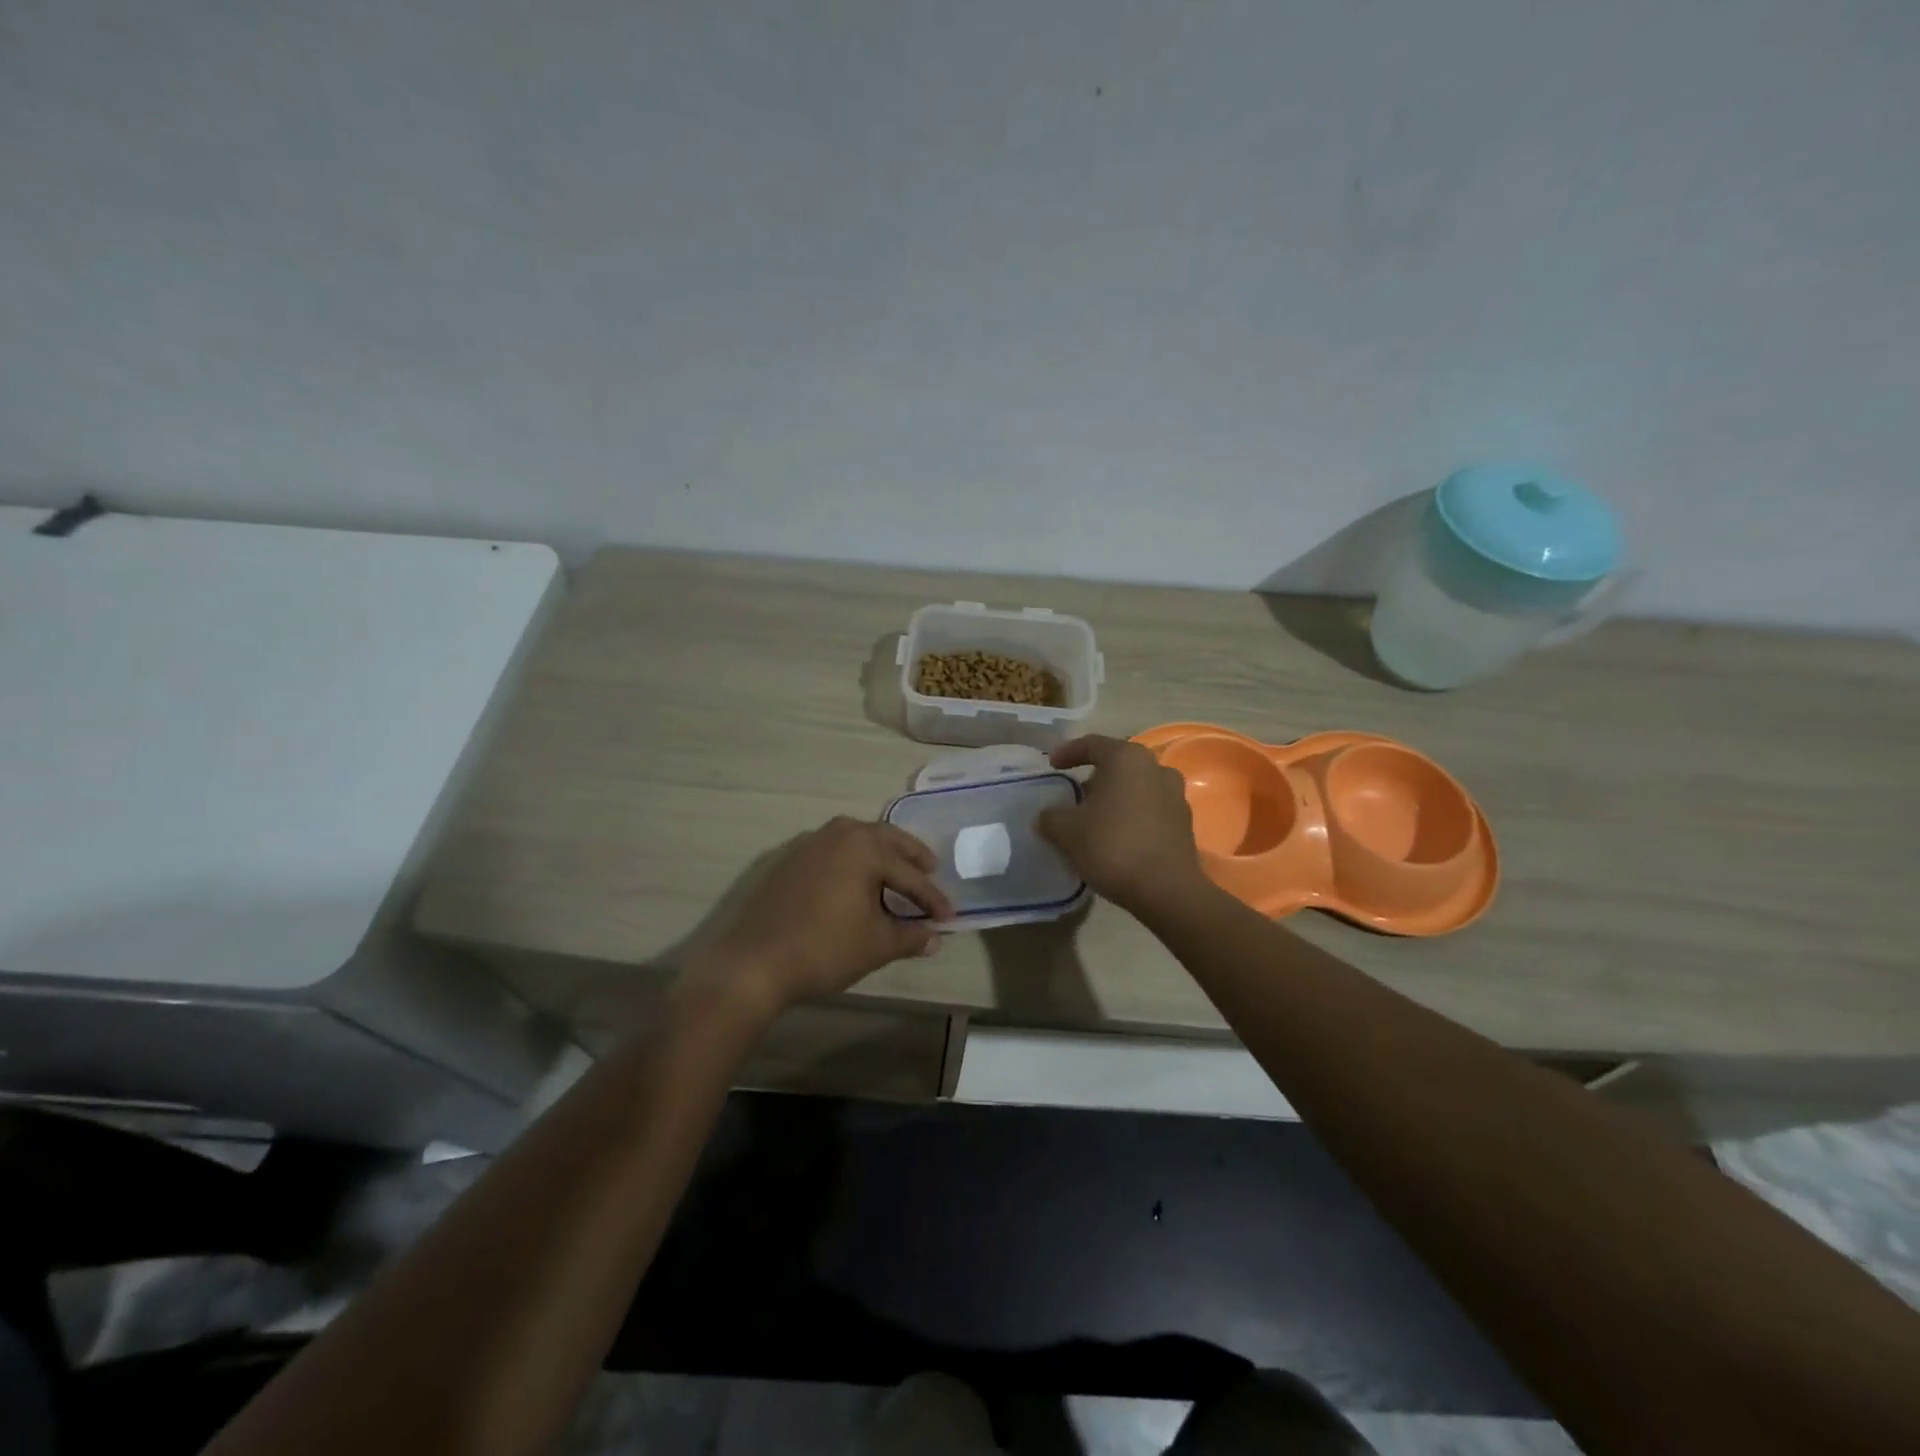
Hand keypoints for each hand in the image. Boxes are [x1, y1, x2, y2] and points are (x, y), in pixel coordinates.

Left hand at [693, 816, 954, 1018]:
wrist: (756, 961)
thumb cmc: (825, 948)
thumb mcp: (876, 944)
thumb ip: (910, 936)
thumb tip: (935, 938)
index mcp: (864, 847)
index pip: (909, 874)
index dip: (932, 898)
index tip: (949, 917)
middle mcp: (839, 834)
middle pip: (885, 840)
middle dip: (911, 856)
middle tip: (930, 870)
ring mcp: (811, 843)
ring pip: (857, 840)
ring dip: (881, 853)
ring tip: (896, 871)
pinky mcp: (791, 859)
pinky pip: (835, 850)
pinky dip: (853, 860)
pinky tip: (857, 879)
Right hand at [1037, 735, 1206, 917]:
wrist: (1166, 889)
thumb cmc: (1112, 847)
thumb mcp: (1067, 831)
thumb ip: (1051, 817)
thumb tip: (1046, 816)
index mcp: (1127, 759)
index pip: (1092, 744)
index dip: (1068, 752)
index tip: (1052, 766)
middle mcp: (1156, 768)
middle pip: (1118, 764)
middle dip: (1094, 776)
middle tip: (1075, 794)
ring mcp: (1175, 794)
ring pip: (1137, 786)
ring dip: (1116, 796)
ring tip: (1096, 816)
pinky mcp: (1184, 822)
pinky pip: (1151, 808)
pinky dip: (1132, 814)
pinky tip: (1118, 835)